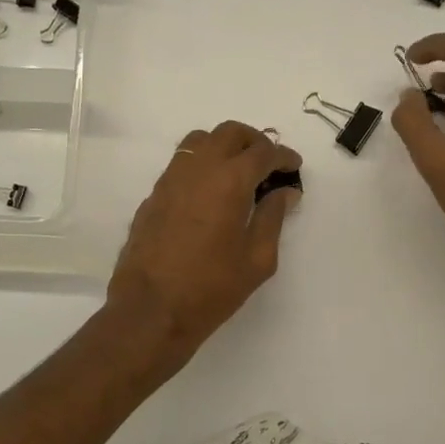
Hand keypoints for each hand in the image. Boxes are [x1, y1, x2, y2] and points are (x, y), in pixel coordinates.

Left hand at [106, 122, 302, 368]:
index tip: (294, 167)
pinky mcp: (153, 196)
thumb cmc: (211, 288)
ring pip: (200, 141)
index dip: (283, 156)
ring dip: (224, 147)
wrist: (151, 310)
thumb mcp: (257, 259)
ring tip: (238, 172)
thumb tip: (283, 193)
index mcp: (229, 181)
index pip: (263, 152)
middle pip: (229, 133)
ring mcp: (170, 180)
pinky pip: (181, 164)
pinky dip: (202, 165)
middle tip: (269, 164)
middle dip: (254, 141)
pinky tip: (210, 193)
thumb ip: (272, 218)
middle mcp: (198, 169)